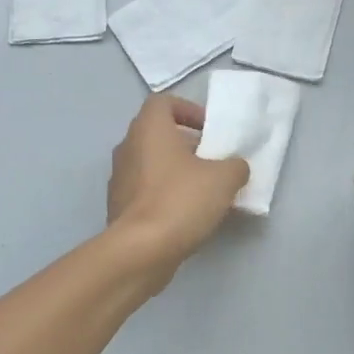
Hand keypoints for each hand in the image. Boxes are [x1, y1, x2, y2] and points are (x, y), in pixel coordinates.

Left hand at [108, 94, 249, 265]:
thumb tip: (235, 167)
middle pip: (157, 134)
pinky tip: (185, 214)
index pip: (163, 102)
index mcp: (149, 129)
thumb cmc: (180, 201)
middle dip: (186, 144)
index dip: (188, 110)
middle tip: (211, 161)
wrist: (140, 250)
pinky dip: (163, 194)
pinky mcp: (118, 206)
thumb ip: (235, 166)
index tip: (208, 130)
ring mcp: (119, 178)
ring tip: (202, 190)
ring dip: (175, 170)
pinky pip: (144, 189)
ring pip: (150, 163)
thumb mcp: (223, 179)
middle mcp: (128, 147)